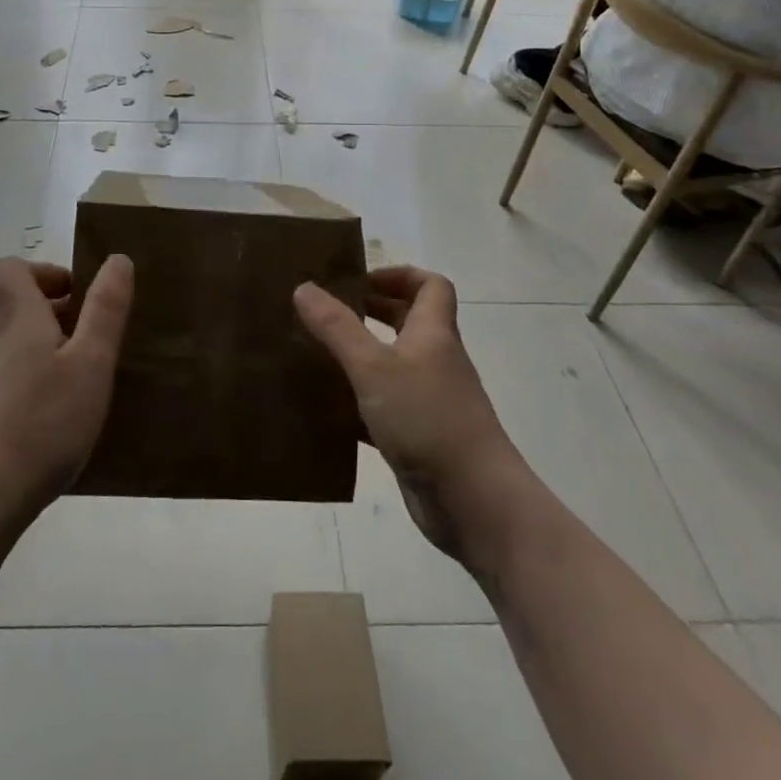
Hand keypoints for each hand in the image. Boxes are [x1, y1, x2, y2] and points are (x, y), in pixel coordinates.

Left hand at [0, 256, 132, 529]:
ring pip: (21, 344)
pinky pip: (15, 377)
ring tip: (86, 385)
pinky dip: (40, 382)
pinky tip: (62, 420)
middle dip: (62, 314)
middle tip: (97, 345)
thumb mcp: (91, 362)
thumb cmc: (43, 422)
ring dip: (54, 350)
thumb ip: (105, 309)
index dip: (45, 272)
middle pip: (21, 306)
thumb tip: (117, 259)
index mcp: (19, 317)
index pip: (11, 268)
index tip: (78, 297)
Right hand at [295, 266, 525, 574]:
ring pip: (393, 366)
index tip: (360, 281)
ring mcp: (430, 402)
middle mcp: (435, 361)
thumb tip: (304, 287)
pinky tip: (327, 411)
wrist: (476, 503)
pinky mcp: (419, 438)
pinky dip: (359, 404)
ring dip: (360, 358)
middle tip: (328, 313)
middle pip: (409, 322)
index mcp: (433, 334)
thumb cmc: (428, 419)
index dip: (399, 275)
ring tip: (317, 356)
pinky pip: (385, 409)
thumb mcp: (374, 367)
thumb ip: (337, 327)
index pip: (431, 286)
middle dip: (371, 312)